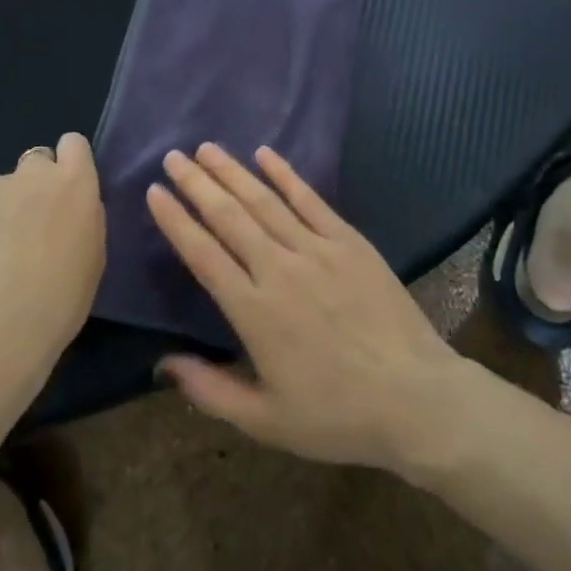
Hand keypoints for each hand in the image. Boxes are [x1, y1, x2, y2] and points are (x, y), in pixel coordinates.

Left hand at [0, 134, 105, 378]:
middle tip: (36, 227)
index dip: (71, 164)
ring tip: (1, 255)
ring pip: (5, 188)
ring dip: (8, 209)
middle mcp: (33, 175)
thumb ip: (84, 218)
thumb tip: (71, 209)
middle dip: (38, 185)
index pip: (74, 143)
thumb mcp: (94, 257)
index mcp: (74, 184)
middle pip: (37, 161)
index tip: (70, 192)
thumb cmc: (60, 300)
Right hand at [146, 144, 464, 471]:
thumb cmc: (337, 415)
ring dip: (232, 172)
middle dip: (197, 184)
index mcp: (254, 312)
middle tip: (173, 157)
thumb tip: (163, 364)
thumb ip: (210, 391)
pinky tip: (265, 154)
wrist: (415, 398)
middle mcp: (279, 270)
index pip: (203, 254)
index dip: (176, 221)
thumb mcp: (267, 421)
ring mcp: (316, 250)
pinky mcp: (348, 241)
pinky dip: (286, 174)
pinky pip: (310, 199)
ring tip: (206, 149)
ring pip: (264, 201)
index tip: (155, 193)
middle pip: (228, 217)